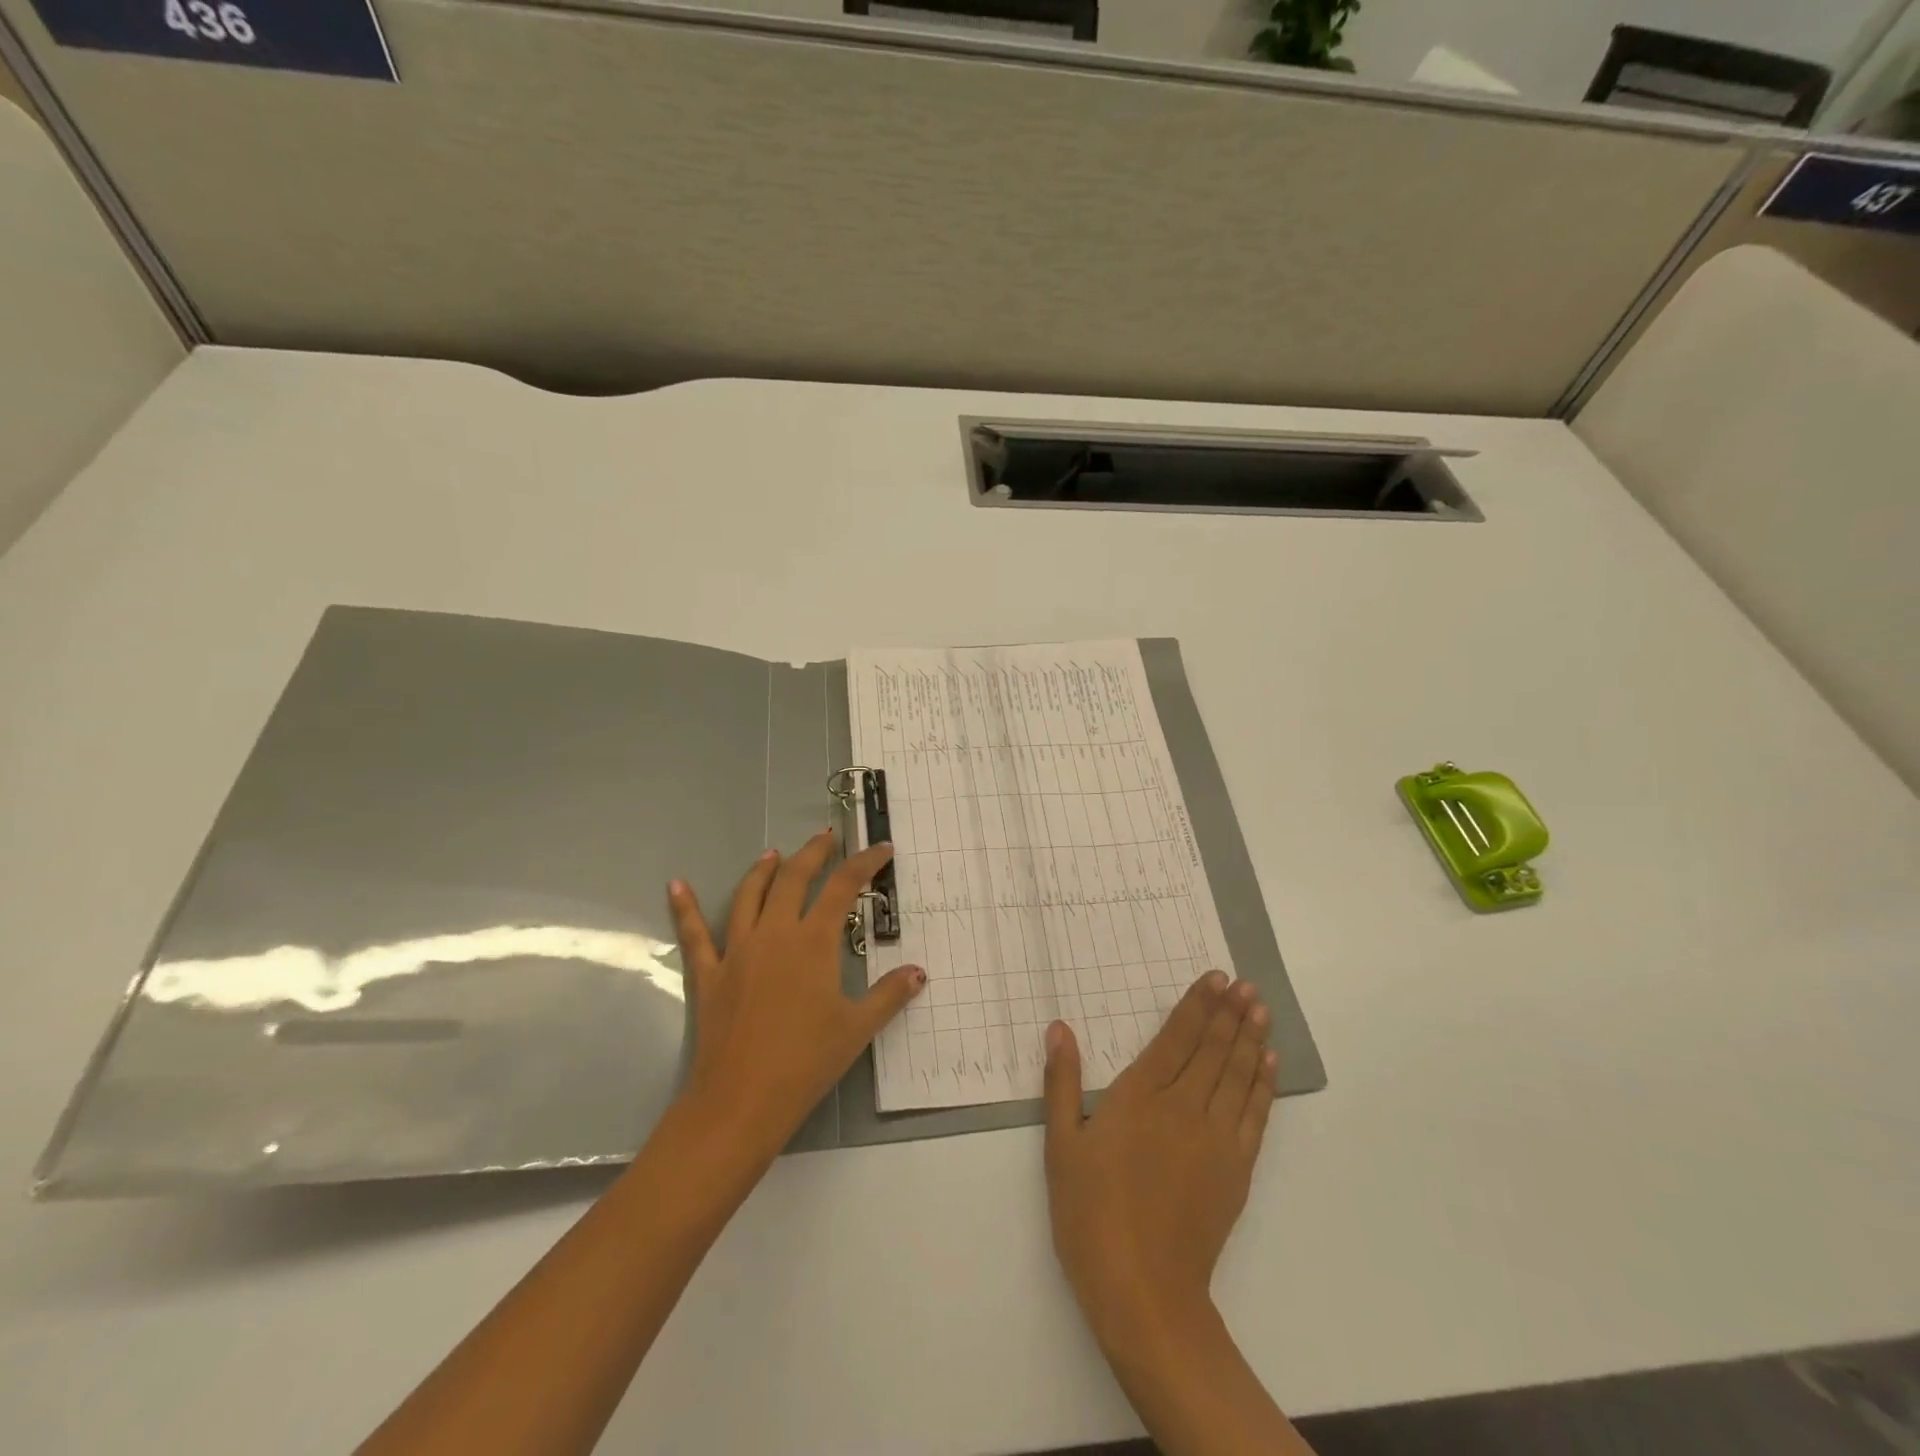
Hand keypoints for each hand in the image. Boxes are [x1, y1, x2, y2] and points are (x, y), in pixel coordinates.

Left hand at [667, 832, 925, 1163]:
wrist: (741, 1101)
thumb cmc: (806, 1062)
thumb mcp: (857, 1028)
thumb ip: (889, 995)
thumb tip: (918, 972)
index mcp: (813, 942)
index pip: (843, 887)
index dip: (864, 862)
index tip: (881, 849)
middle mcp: (775, 934)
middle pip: (793, 878)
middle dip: (813, 853)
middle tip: (827, 838)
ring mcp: (738, 951)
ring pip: (749, 895)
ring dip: (764, 870)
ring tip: (774, 854)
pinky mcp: (710, 974)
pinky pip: (695, 934)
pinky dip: (685, 907)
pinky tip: (676, 885)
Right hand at [1043, 972, 1277, 1341]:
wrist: (1143, 1291)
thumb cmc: (1091, 1214)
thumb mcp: (1061, 1146)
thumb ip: (1063, 1083)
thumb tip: (1059, 1028)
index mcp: (1139, 1098)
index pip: (1175, 1038)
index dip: (1197, 1005)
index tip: (1216, 978)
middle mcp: (1183, 1108)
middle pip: (1212, 1050)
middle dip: (1229, 1013)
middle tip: (1245, 984)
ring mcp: (1216, 1139)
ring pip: (1237, 1075)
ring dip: (1250, 1039)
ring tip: (1261, 1009)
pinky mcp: (1236, 1170)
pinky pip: (1255, 1115)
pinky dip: (1263, 1084)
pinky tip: (1268, 1063)